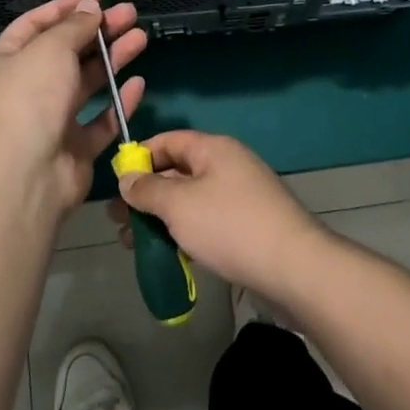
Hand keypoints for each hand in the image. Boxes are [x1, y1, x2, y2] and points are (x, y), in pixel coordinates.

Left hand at [0, 0, 146, 218]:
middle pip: (67, 51)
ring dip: (113, 59)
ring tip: (142, 37)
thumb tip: (90, 9)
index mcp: (9, 60)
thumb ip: (74, 27)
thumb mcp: (51, 48)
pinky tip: (138, 84)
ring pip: (87, 83)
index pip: (37, 24)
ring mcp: (52, 119)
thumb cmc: (31, 97)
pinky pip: (100, 121)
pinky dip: (119, 103)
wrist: (25, 174)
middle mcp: (28, 87)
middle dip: (98, 31)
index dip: (66, 8)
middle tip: (130, 14)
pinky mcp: (74, 148)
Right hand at [110, 130, 329, 302]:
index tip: (115, 182)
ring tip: (134, 244)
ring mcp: (241, 197)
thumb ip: (147, 190)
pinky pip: (207, 221)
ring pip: (190, 200)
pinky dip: (184, 233)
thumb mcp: (179, 205)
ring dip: (161, 218)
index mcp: (214, 149)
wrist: (294, 268)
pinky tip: (167, 255)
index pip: (169, 141)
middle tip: (118, 220)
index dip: (140, 156)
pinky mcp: (248, 226)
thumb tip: (127, 179)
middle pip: (178, 172)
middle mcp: (228, 166)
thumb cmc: (230, 226)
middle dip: (146, 195)